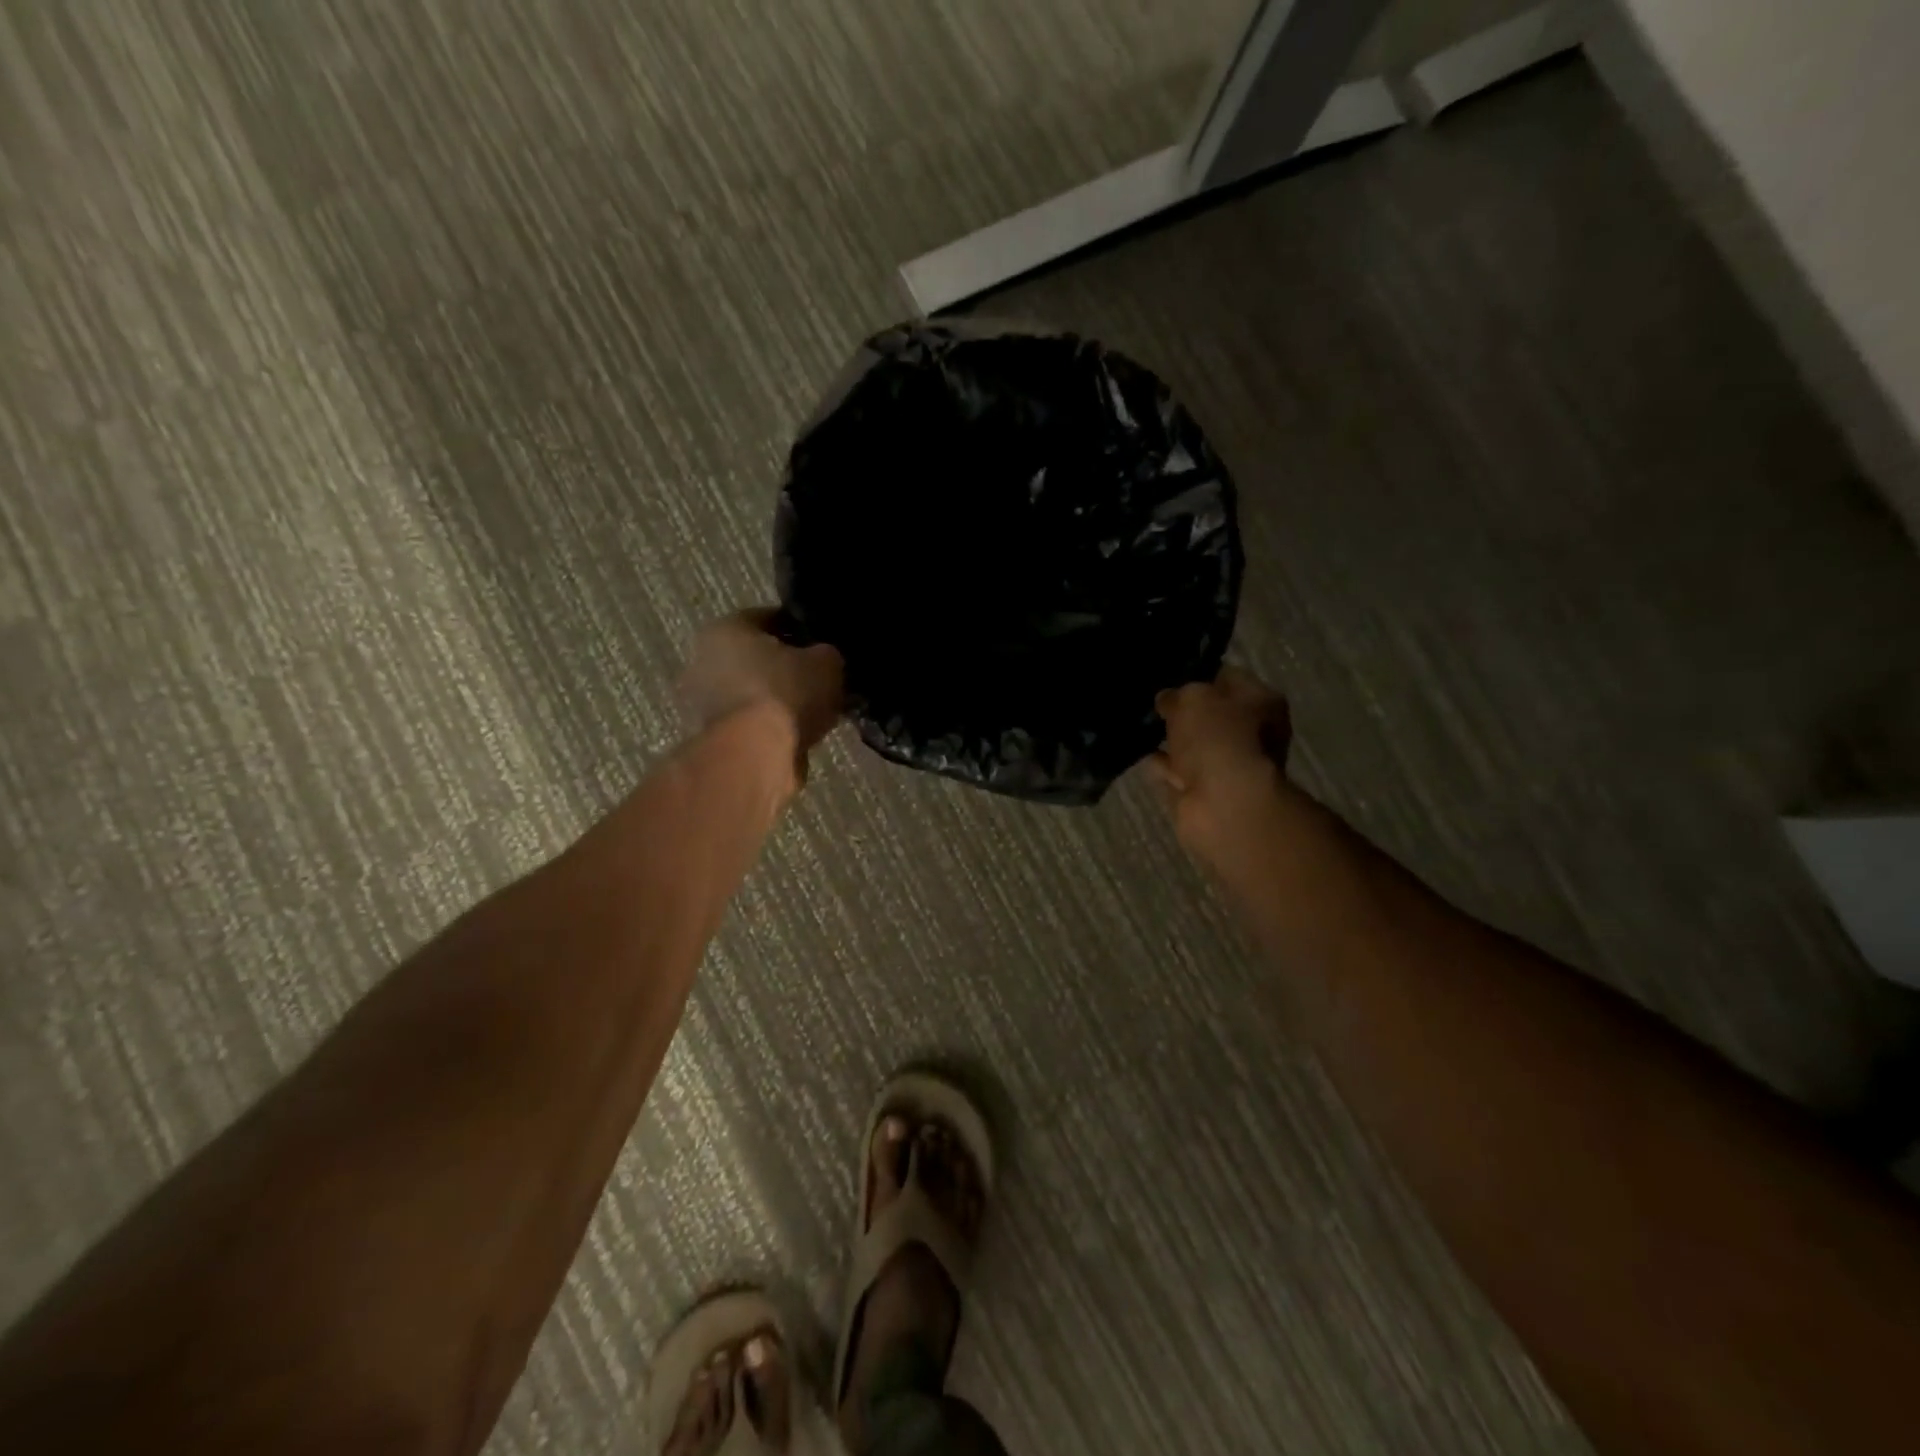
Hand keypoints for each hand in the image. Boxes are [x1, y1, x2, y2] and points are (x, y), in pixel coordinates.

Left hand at [679, 609, 844, 764]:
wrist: (756, 755)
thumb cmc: (785, 693)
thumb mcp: (826, 662)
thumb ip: (826, 654)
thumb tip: (824, 659)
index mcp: (727, 628)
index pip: (771, 618)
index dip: (803, 630)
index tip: (825, 646)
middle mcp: (706, 659)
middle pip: (759, 657)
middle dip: (790, 668)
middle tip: (822, 679)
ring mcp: (706, 701)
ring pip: (757, 691)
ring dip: (783, 699)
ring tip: (817, 710)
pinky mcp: (715, 735)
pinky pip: (754, 720)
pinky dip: (774, 724)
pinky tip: (802, 731)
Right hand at [1151, 668, 1293, 857]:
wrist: (1223, 803)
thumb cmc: (1217, 737)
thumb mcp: (1192, 698)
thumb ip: (1176, 694)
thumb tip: (1166, 700)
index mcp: (1261, 701)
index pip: (1227, 678)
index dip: (1198, 675)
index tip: (1169, 676)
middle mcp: (1251, 733)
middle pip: (1210, 715)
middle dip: (1181, 711)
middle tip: (1150, 702)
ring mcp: (1227, 765)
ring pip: (1191, 745)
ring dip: (1169, 739)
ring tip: (1138, 726)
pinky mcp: (1204, 792)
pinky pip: (1176, 771)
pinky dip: (1160, 765)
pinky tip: (1139, 754)